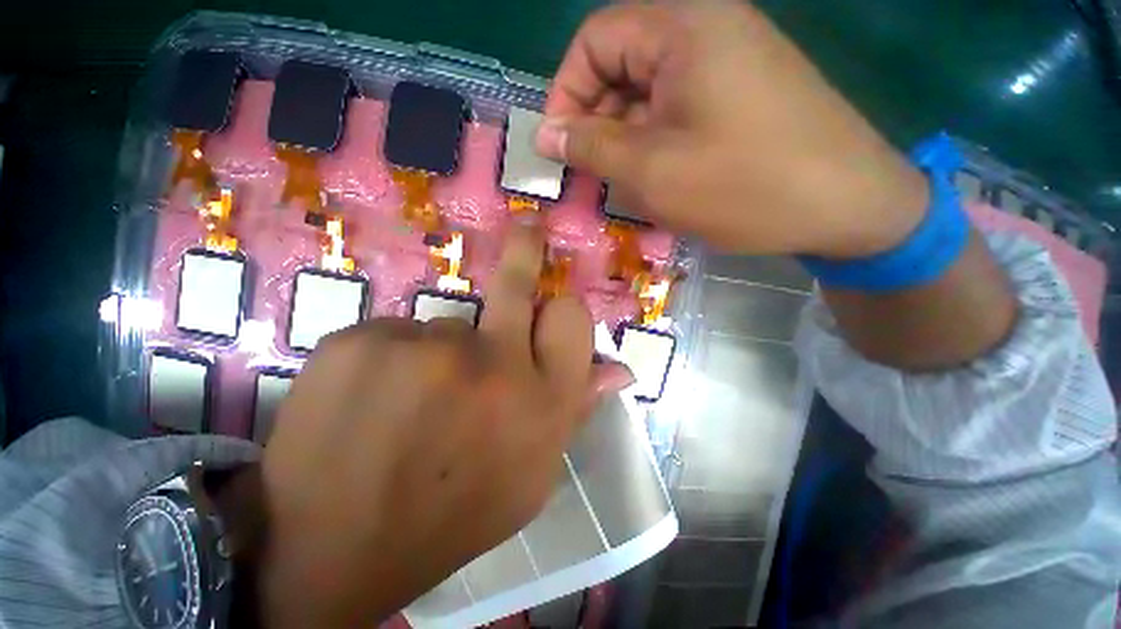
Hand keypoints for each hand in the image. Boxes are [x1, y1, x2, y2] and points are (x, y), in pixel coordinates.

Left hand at [256, 226, 630, 626]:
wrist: (334, 552)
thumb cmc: (450, 518)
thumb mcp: (530, 478)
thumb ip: (574, 413)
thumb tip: (620, 370)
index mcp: (541, 402)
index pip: (572, 317)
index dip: (561, 312)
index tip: (547, 312)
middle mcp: (493, 364)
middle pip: (517, 284)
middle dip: (527, 252)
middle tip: (529, 230)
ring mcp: (422, 348)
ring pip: (445, 326)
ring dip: (439, 355)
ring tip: (409, 407)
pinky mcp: (358, 341)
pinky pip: (392, 334)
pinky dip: (388, 362)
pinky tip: (369, 407)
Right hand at [536, 3, 928, 258]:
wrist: (847, 205)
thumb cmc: (743, 185)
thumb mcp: (651, 171)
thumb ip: (591, 147)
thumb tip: (545, 134)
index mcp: (682, 27)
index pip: (594, 40)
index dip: (566, 93)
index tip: (559, 146)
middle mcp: (706, 29)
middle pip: (622, 65)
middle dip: (597, 122)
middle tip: (591, 174)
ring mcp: (728, 60)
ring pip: (649, 94)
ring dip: (627, 139)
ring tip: (627, 185)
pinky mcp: (741, 93)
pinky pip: (678, 109)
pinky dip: (657, 142)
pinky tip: (661, 178)